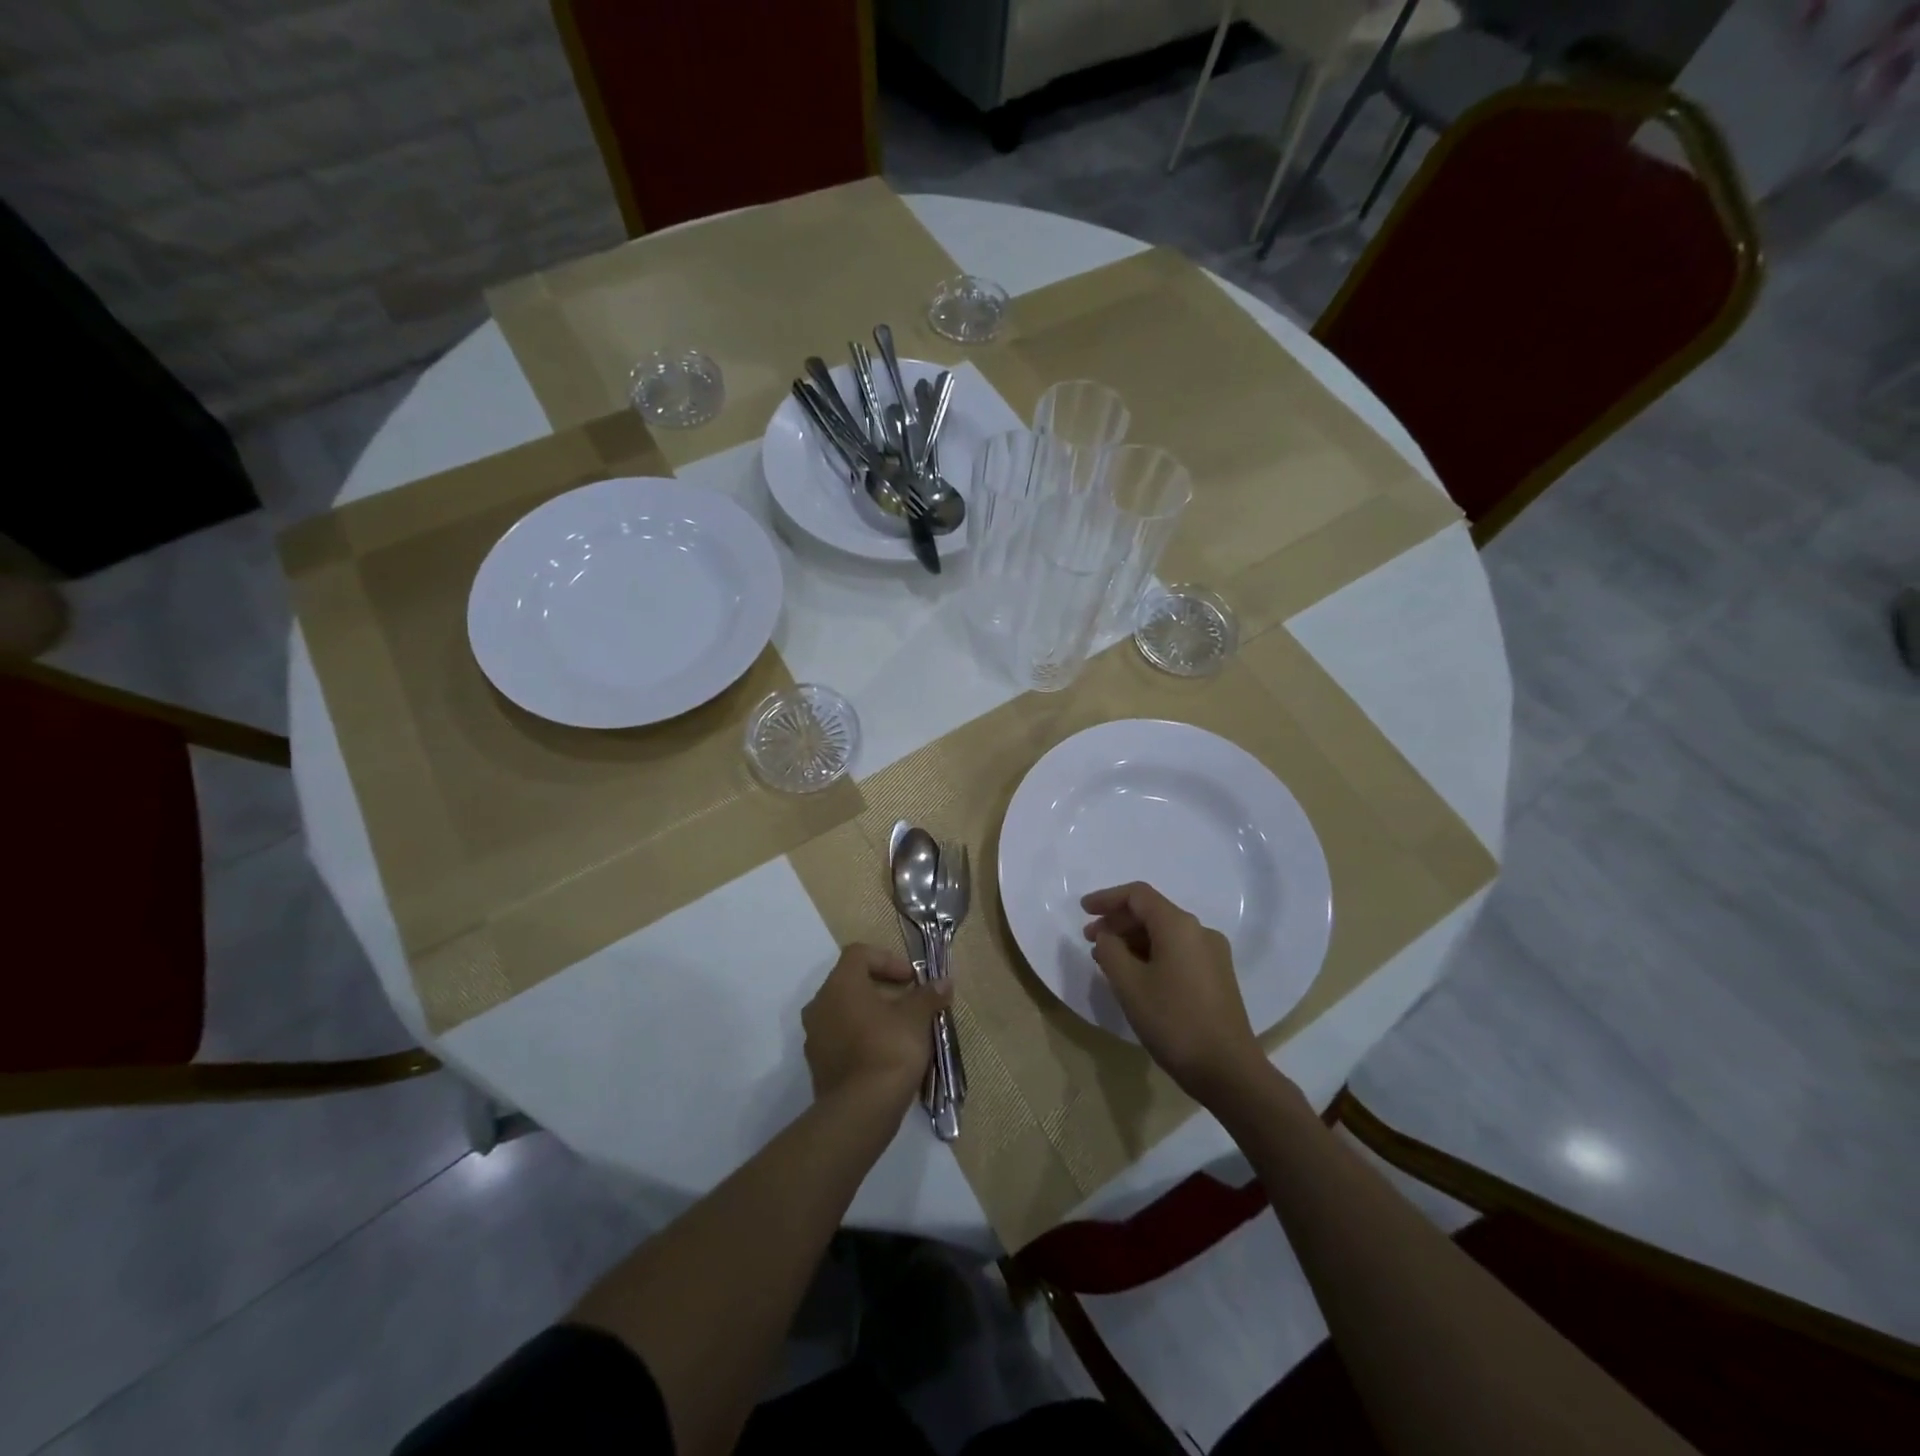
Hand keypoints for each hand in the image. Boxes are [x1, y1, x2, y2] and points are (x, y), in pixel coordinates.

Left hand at [802, 943, 950, 1113]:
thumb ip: (928, 996)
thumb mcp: (916, 1018)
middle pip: (851, 982)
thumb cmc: (889, 1050)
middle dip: (883, 988)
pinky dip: (862, 1036)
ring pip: (845, 1011)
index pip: (859, 954)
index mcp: (840, 985)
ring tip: (901, 1029)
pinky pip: (841, 1038)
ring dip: (872, 1014)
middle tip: (910, 1002)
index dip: (888, 959)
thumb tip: (944, 982)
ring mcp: (815, 1036)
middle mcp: (820, 1004)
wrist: (860, 1111)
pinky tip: (886, 1053)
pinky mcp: (818, 1064)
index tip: (911, 979)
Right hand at [1082, 882, 1265, 1100]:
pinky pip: (1177, 952)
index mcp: (1179, 925)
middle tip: (1090, 940)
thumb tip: (1107, 937)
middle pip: (1152, 912)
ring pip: (1164, 934)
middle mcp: (1199, 931)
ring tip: (1107, 960)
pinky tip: (1135, 975)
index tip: (1083, 911)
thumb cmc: (1173, 1021)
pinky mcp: (1217, 976)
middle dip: (1118, 922)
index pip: (1138, 895)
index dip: (1107, 899)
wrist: (1228, 1070)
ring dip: (1133, 940)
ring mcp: (1212, 954)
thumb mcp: (1129, 984)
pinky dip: (1151, 954)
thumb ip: (1110, 951)